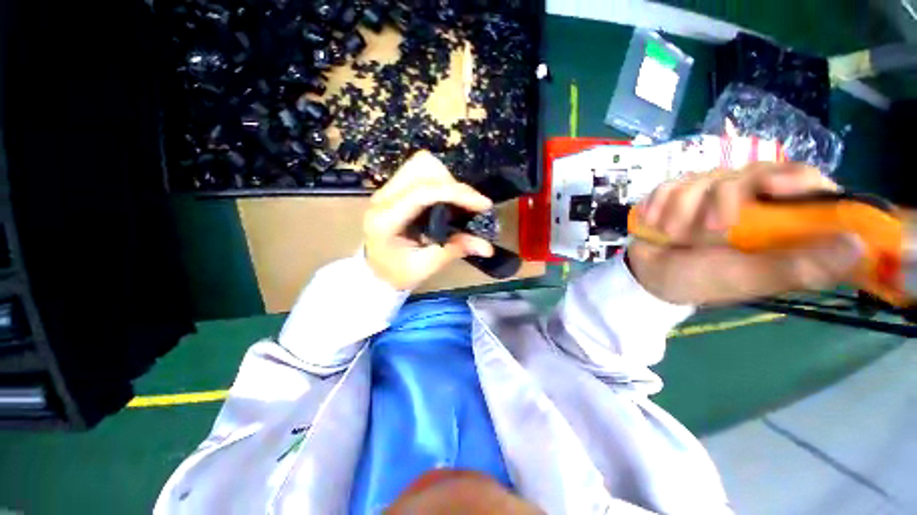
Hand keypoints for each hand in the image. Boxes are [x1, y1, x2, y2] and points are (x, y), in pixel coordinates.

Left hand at [364, 151, 494, 289]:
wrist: (376, 271)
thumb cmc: (397, 273)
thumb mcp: (426, 266)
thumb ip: (454, 250)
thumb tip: (487, 246)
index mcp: (386, 220)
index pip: (423, 192)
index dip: (457, 194)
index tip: (483, 204)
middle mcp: (383, 197)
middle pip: (422, 167)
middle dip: (452, 184)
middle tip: (467, 207)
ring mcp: (387, 189)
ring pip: (422, 164)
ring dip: (447, 180)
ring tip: (457, 204)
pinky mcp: (394, 188)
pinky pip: (421, 172)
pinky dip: (441, 181)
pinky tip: (447, 201)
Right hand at [627, 163, 864, 304]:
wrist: (647, 276)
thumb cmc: (698, 281)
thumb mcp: (747, 278)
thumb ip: (798, 266)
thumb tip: (858, 245)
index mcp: (776, 222)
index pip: (805, 181)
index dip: (796, 178)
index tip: (773, 187)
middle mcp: (749, 202)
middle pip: (753, 172)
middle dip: (723, 199)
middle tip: (709, 230)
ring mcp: (709, 194)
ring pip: (706, 176)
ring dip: (684, 207)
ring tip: (670, 234)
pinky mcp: (678, 193)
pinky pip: (672, 183)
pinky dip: (659, 202)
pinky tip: (653, 221)